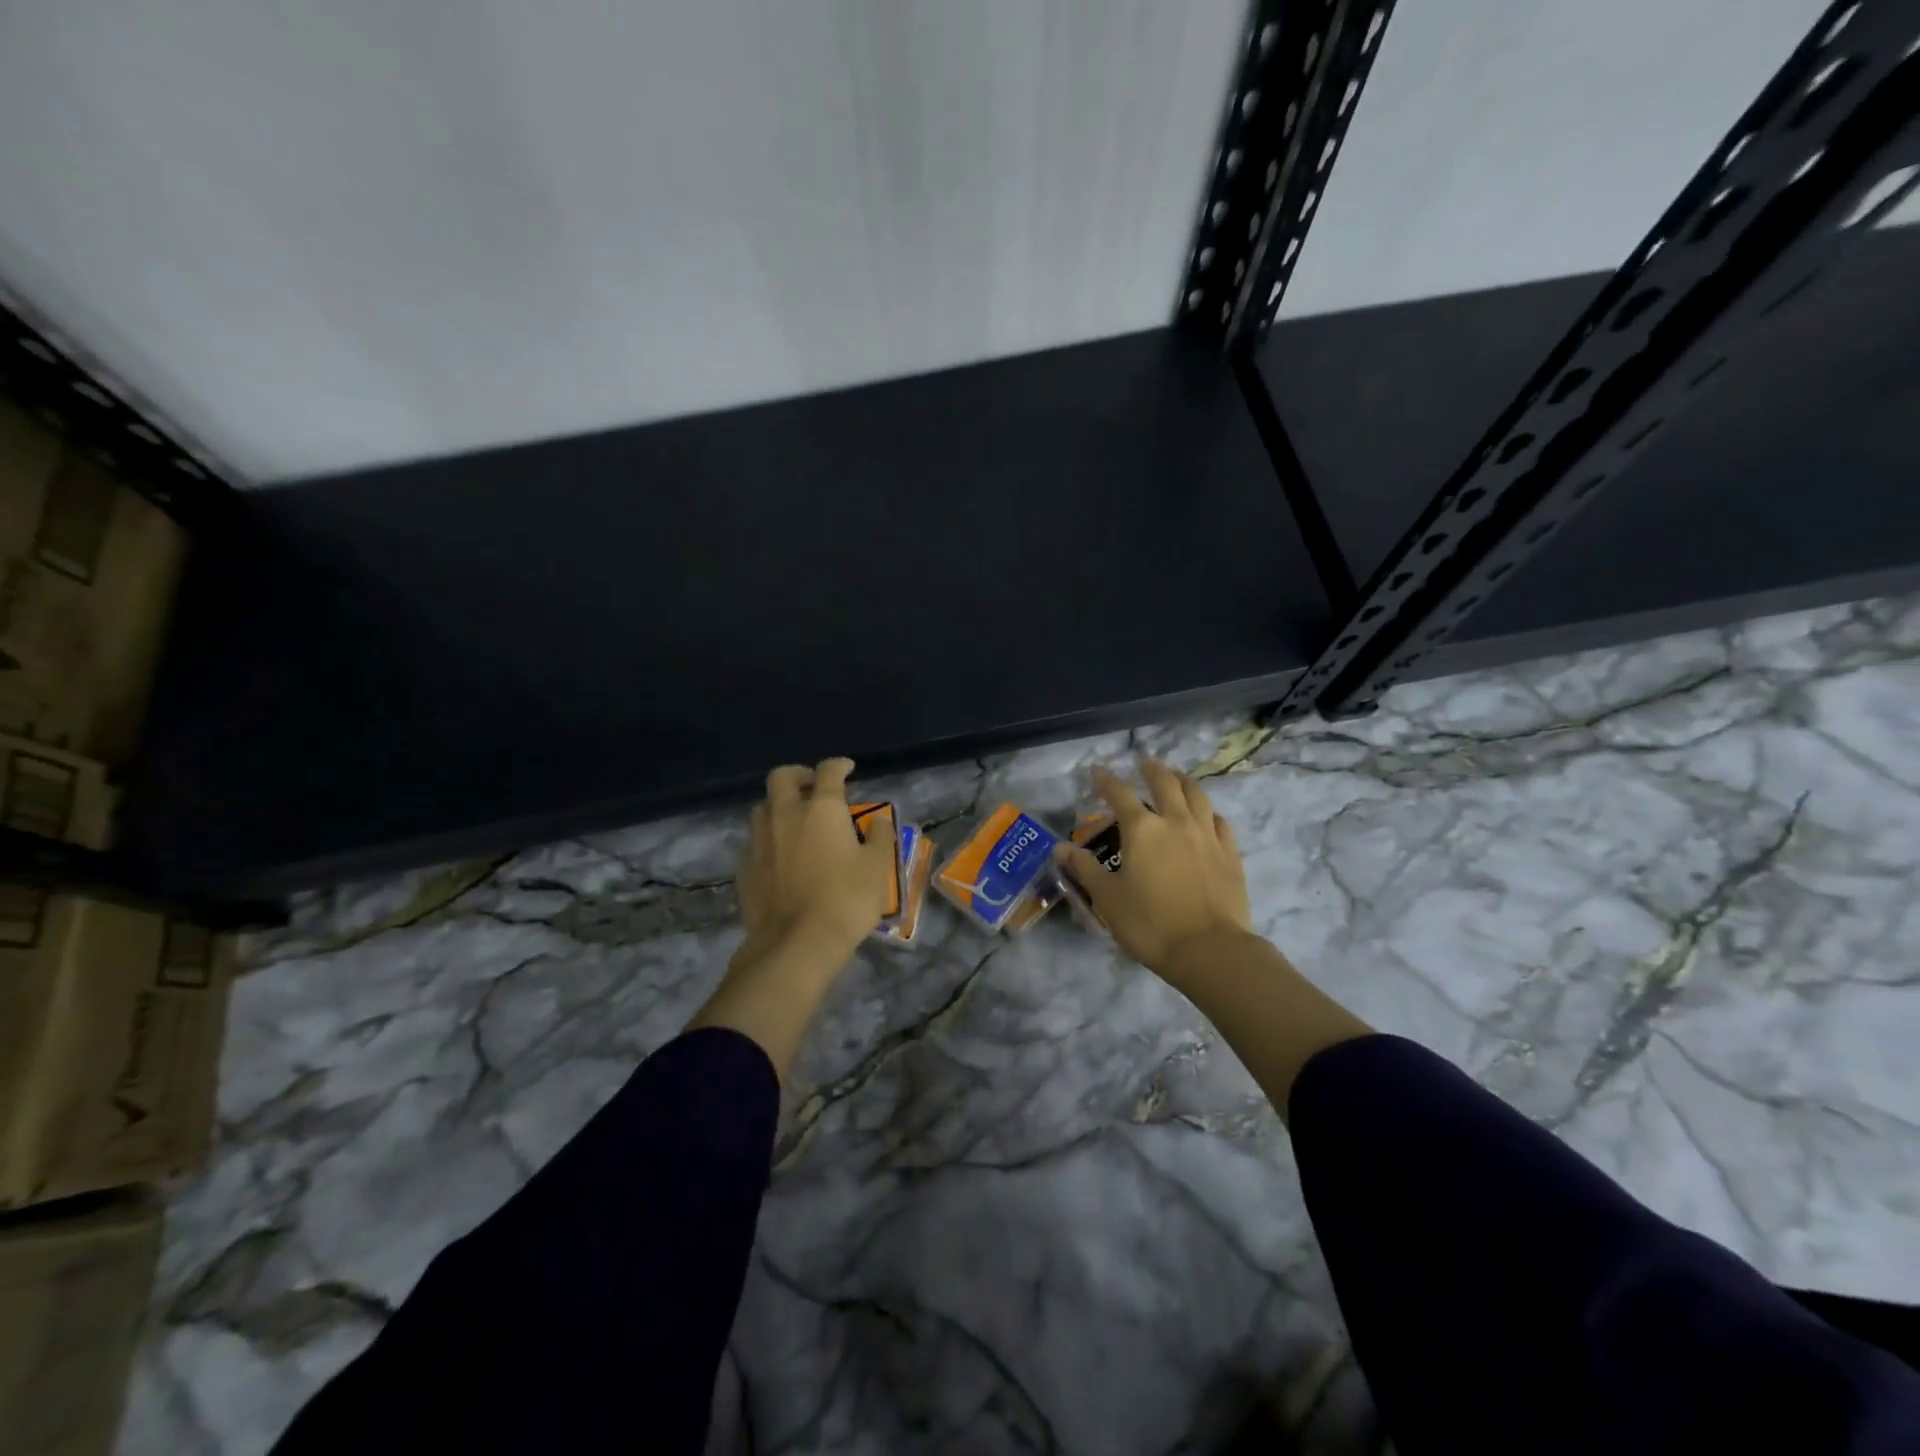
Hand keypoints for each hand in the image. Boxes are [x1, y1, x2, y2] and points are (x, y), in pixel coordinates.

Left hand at [689, 758, 896, 1078]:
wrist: (795, 944)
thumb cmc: (845, 900)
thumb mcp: (877, 867)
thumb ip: (880, 836)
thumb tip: (878, 820)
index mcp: (821, 809)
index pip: (828, 772)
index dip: (839, 765)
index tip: (847, 769)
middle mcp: (785, 814)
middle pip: (782, 777)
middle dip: (799, 775)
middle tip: (813, 786)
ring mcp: (759, 840)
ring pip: (763, 807)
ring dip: (779, 805)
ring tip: (795, 821)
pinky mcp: (744, 866)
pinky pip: (755, 839)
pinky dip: (768, 837)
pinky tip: (780, 855)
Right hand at [1057, 760, 1254, 983]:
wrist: (1209, 950)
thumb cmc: (1150, 924)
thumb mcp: (1108, 898)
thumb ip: (1085, 869)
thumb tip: (1060, 848)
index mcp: (1142, 830)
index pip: (1119, 794)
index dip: (1105, 780)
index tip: (1097, 771)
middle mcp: (1176, 822)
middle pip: (1165, 783)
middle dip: (1151, 770)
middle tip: (1143, 764)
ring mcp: (1207, 835)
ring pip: (1197, 795)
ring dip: (1183, 781)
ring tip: (1176, 778)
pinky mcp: (1229, 854)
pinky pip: (1219, 821)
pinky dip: (1208, 812)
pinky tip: (1206, 816)